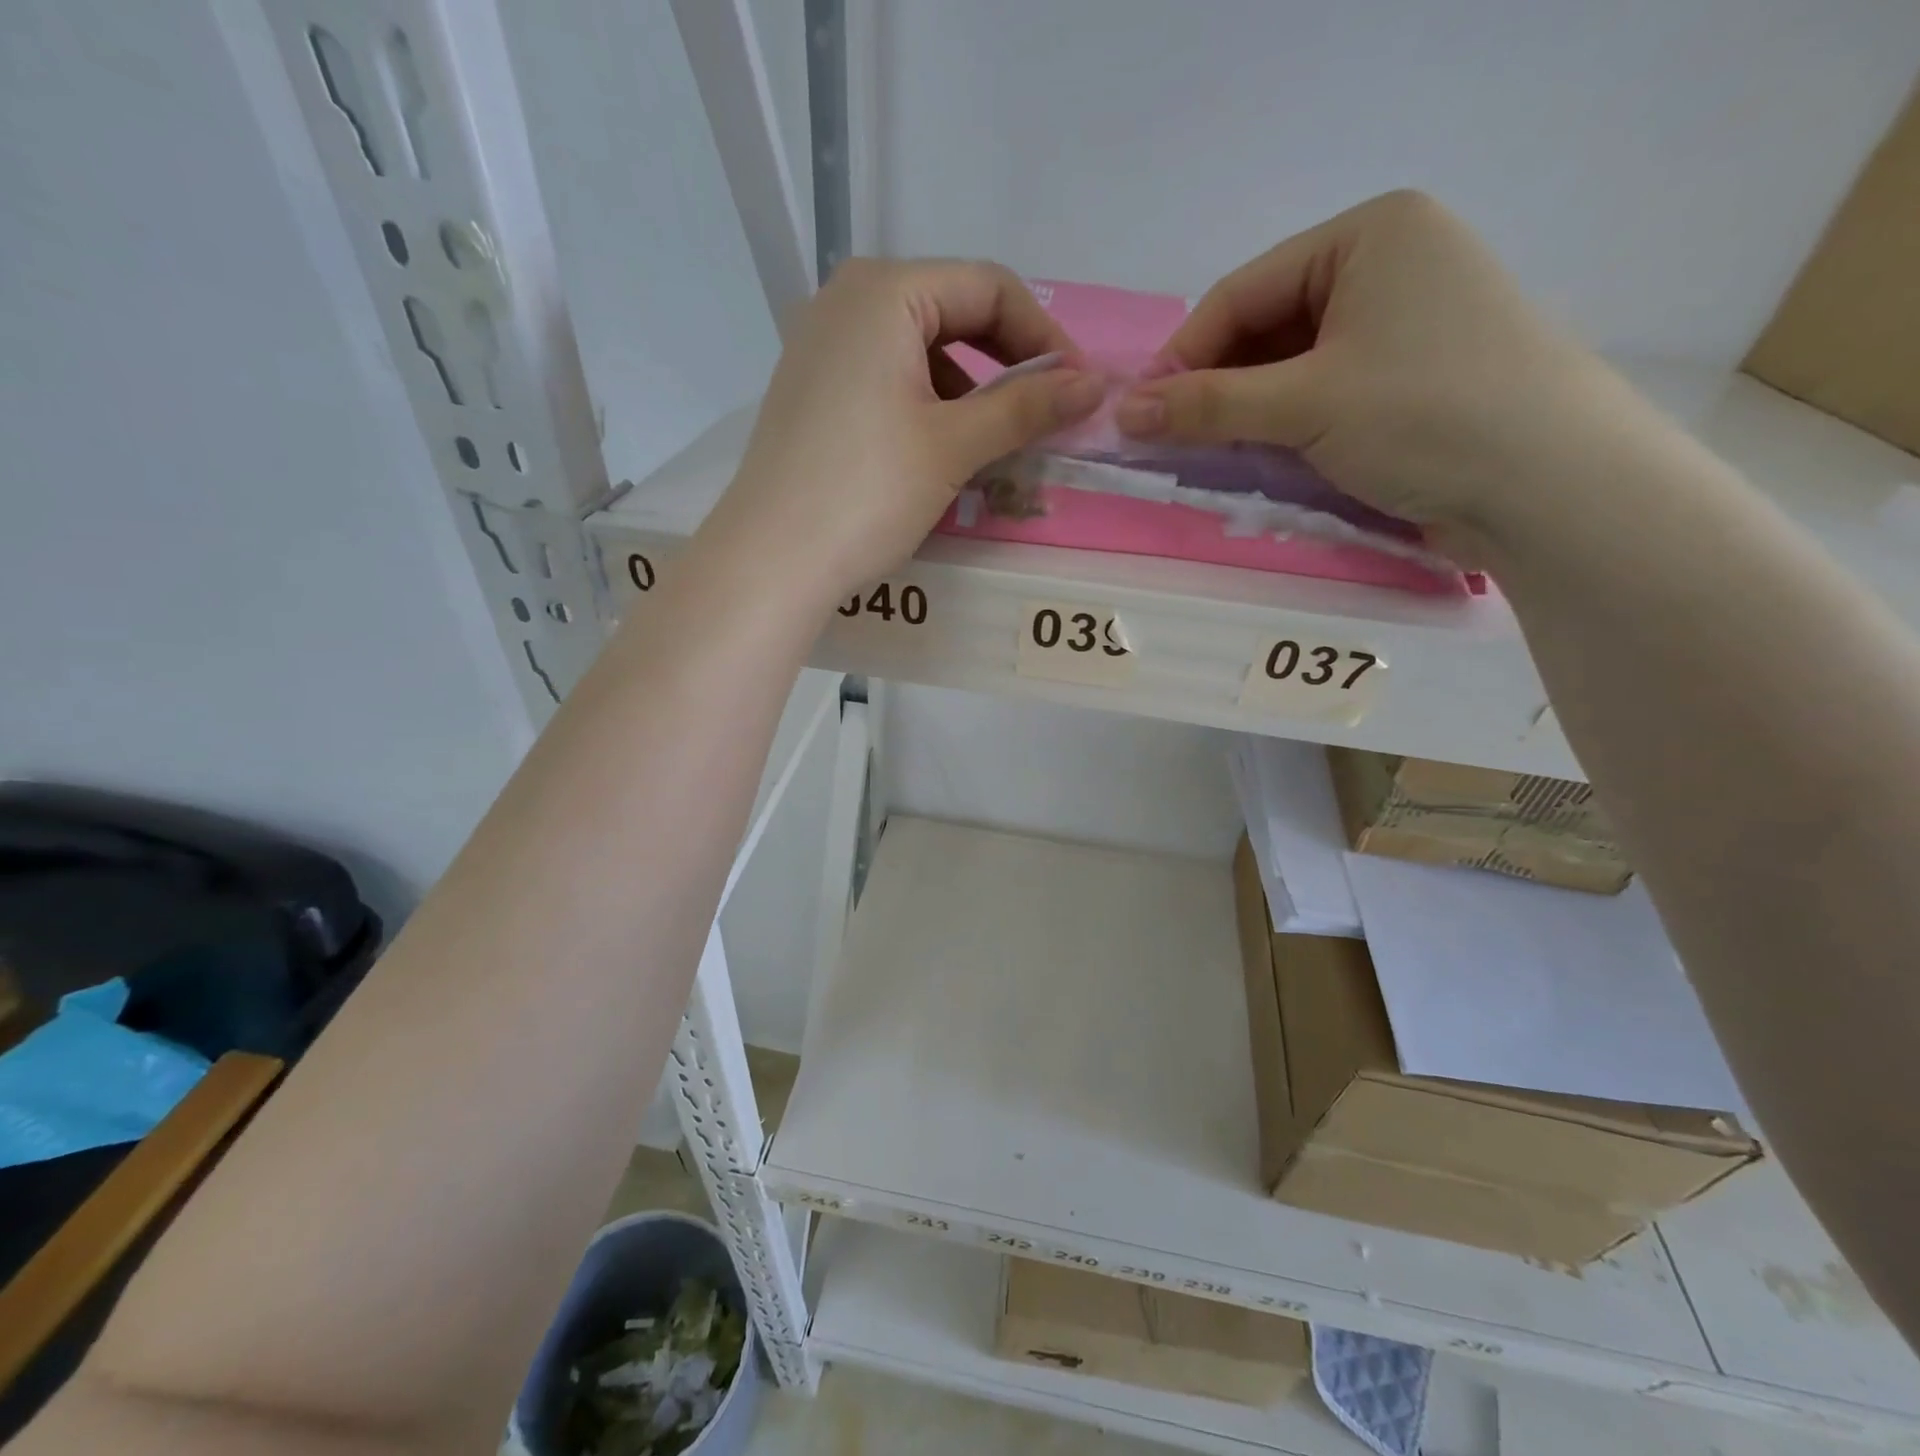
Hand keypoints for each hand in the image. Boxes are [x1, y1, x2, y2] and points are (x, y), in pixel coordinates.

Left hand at [704, 258, 1102, 607]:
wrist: (772, 561)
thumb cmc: (866, 492)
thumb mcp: (954, 446)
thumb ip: (1026, 407)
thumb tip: (1095, 384)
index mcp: (883, 292)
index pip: (988, 287)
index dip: (1043, 335)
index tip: (1076, 390)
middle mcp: (846, 301)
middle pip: (952, 313)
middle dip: (1006, 364)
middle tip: (1042, 417)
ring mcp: (821, 347)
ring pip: (920, 352)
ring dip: (969, 393)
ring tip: (995, 446)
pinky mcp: (812, 392)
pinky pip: (887, 380)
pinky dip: (928, 408)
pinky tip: (941, 454)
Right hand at [1115, 191, 1651, 553]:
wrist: (1550, 486)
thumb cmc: (1424, 415)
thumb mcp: (1303, 405)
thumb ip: (1206, 407)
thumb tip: (1119, 414)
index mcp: (1369, 234)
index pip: (1242, 294)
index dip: (1183, 357)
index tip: (1139, 416)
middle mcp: (1388, 266)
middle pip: (1265, 330)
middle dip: (1217, 390)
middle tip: (1171, 445)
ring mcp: (1402, 325)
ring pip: (1290, 370)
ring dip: (1247, 417)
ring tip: (1213, 460)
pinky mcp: (1409, 380)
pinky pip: (1322, 396)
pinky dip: (1285, 430)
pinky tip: (1264, 462)